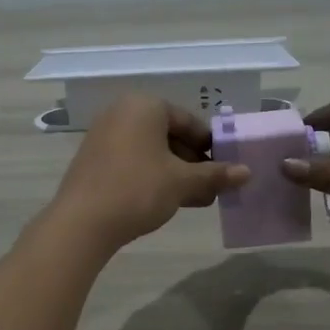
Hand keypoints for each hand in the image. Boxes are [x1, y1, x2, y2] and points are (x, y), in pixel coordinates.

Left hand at [46, 95, 249, 253]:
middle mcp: (121, 112)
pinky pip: (133, 161)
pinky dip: (153, 176)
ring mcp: (103, 135)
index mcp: (144, 106)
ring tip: (196, 199)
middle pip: (170, 135)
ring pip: (152, 151)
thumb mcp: (182, 182)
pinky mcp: (94, 159)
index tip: (226, 169)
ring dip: (176, 173)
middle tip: (213, 188)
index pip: (189, 121)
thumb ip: (215, 175)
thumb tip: (247, 172)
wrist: (82, 223)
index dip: (212, 147)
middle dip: (194, 162)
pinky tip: (168, 201)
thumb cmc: (138, 190)